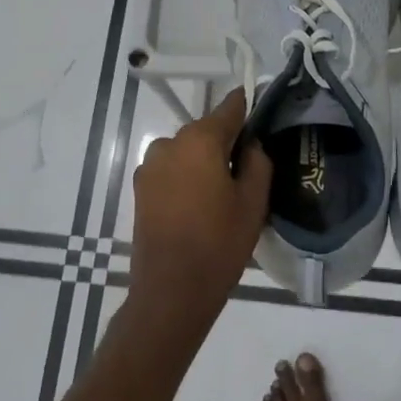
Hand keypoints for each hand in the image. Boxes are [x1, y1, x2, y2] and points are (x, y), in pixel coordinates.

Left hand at [126, 88, 272, 347]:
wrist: (171, 291)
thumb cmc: (219, 243)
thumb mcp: (253, 202)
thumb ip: (257, 162)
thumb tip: (250, 144)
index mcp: (200, 140)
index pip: (229, 108)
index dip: (246, 109)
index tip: (260, 114)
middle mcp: (169, 143)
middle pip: (206, 131)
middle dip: (225, 144)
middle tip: (246, 173)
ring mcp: (149, 166)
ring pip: (187, 152)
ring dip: (203, 163)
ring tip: (221, 197)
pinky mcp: (140, 189)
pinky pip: (172, 171)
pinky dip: (186, 179)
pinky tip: (198, 207)